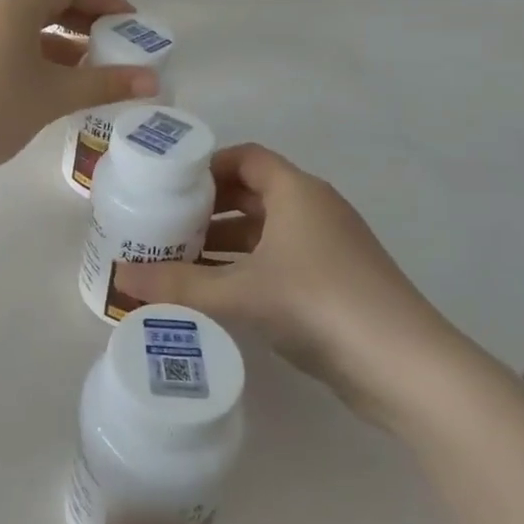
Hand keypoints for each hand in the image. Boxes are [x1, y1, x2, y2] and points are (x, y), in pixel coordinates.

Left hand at [0, 0, 161, 179]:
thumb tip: (153, 81)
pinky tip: (54, 88)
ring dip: (62, 44)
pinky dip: (39, 60)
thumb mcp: (57, 95)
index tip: (128, 21)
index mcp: (14, 9)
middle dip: (84, 22)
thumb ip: (106, 84)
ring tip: (91, 69)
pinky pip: (11, 50)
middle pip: (46, 6)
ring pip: (28, 31)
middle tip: (114, 44)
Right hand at [112, 144, 480, 428]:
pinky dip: (248, 266)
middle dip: (209, 206)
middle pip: (253, 192)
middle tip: (165, 222)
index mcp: (297, 192)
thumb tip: (119, 278)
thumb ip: (178, 285)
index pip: (247, 157)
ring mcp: (329, 247)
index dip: (207, 165)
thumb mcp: (240, 293)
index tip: (169, 184)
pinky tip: (218, 291)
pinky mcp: (335, 282)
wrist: (405, 366)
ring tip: (180, 258)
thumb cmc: (319, 303)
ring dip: (226, 240)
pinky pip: (280, 259)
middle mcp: (314, 209)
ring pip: (266, 230)